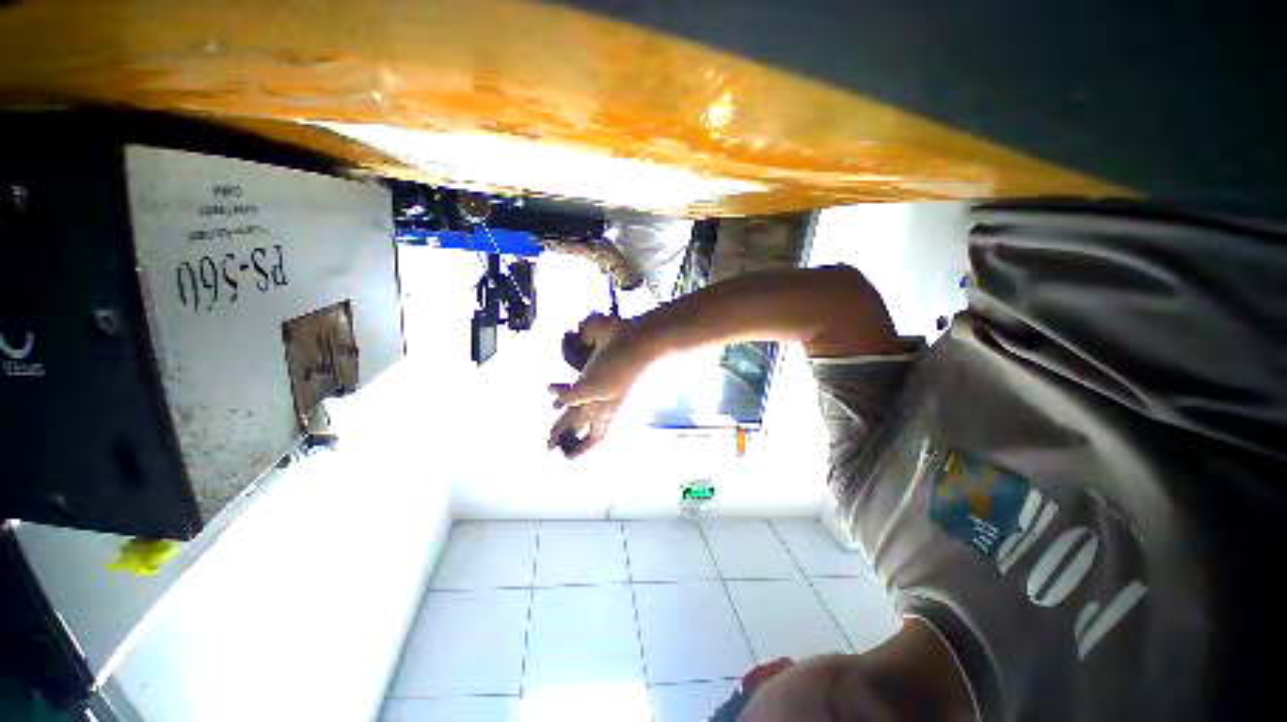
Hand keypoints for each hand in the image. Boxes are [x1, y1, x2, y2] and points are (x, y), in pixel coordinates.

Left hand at [549, 314, 652, 458]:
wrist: (635, 343)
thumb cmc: (617, 369)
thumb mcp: (593, 388)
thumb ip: (572, 398)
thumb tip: (554, 401)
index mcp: (602, 412)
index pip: (590, 438)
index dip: (578, 450)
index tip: (564, 458)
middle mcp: (600, 403)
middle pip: (580, 424)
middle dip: (565, 435)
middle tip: (548, 443)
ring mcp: (597, 387)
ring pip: (577, 406)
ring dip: (564, 415)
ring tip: (552, 416)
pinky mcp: (594, 372)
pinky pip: (576, 386)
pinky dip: (564, 392)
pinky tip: (555, 389)